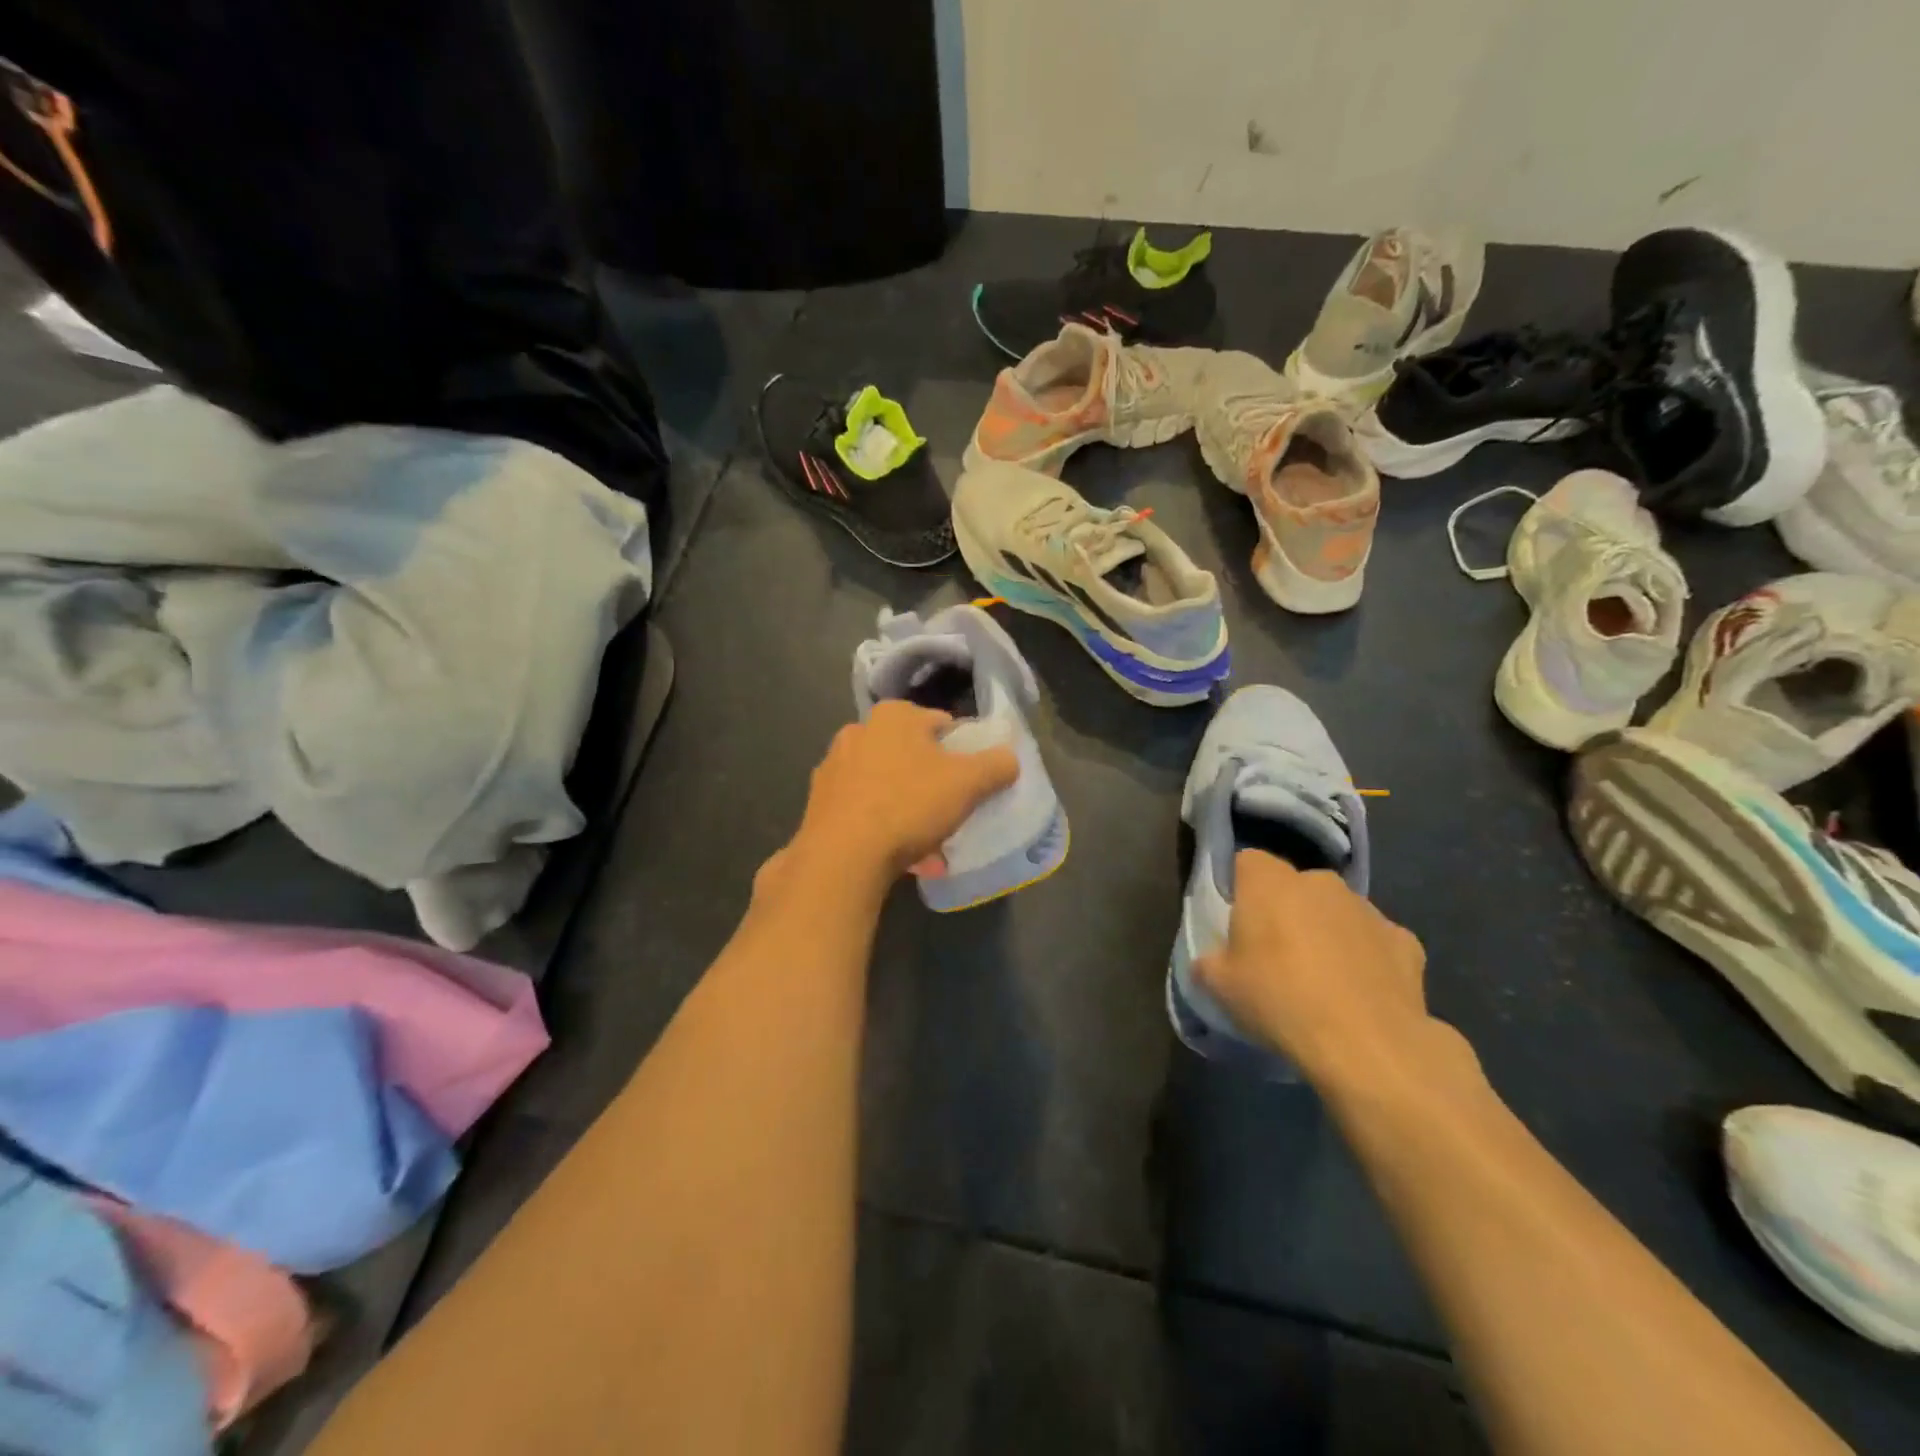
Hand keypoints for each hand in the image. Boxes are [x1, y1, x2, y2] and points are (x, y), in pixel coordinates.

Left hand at [788, 700, 1018, 884]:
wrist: (842, 855)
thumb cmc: (909, 804)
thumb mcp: (968, 783)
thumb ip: (996, 765)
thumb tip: (1009, 758)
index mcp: (894, 716)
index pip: (941, 724)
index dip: (962, 751)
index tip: (972, 781)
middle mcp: (858, 732)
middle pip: (911, 755)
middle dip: (932, 782)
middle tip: (951, 811)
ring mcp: (834, 768)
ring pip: (887, 785)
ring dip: (908, 808)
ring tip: (929, 842)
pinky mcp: (819, 803)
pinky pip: (864, 810)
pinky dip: (884, 826)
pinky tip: (901, 855)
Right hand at [1195, 852, 1457, 1094]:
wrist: (1368, 1045)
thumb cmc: (1280, 1001)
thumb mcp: (1219, 986)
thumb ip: (1209, 961)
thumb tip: (1213, 960)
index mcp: (1270, 883)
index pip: (1247, 862)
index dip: (1240, 888)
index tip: (1237, 922)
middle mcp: (1320, 883)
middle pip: (1295, 886)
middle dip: (1286, 911)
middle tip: (1275, 955)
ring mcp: (1368, 910)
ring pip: (1336, 912)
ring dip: (1326, 932)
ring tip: (1321, 980)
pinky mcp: (1406, 942)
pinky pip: (1375, 941)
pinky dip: (1367, 958)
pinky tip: (1361, 994)